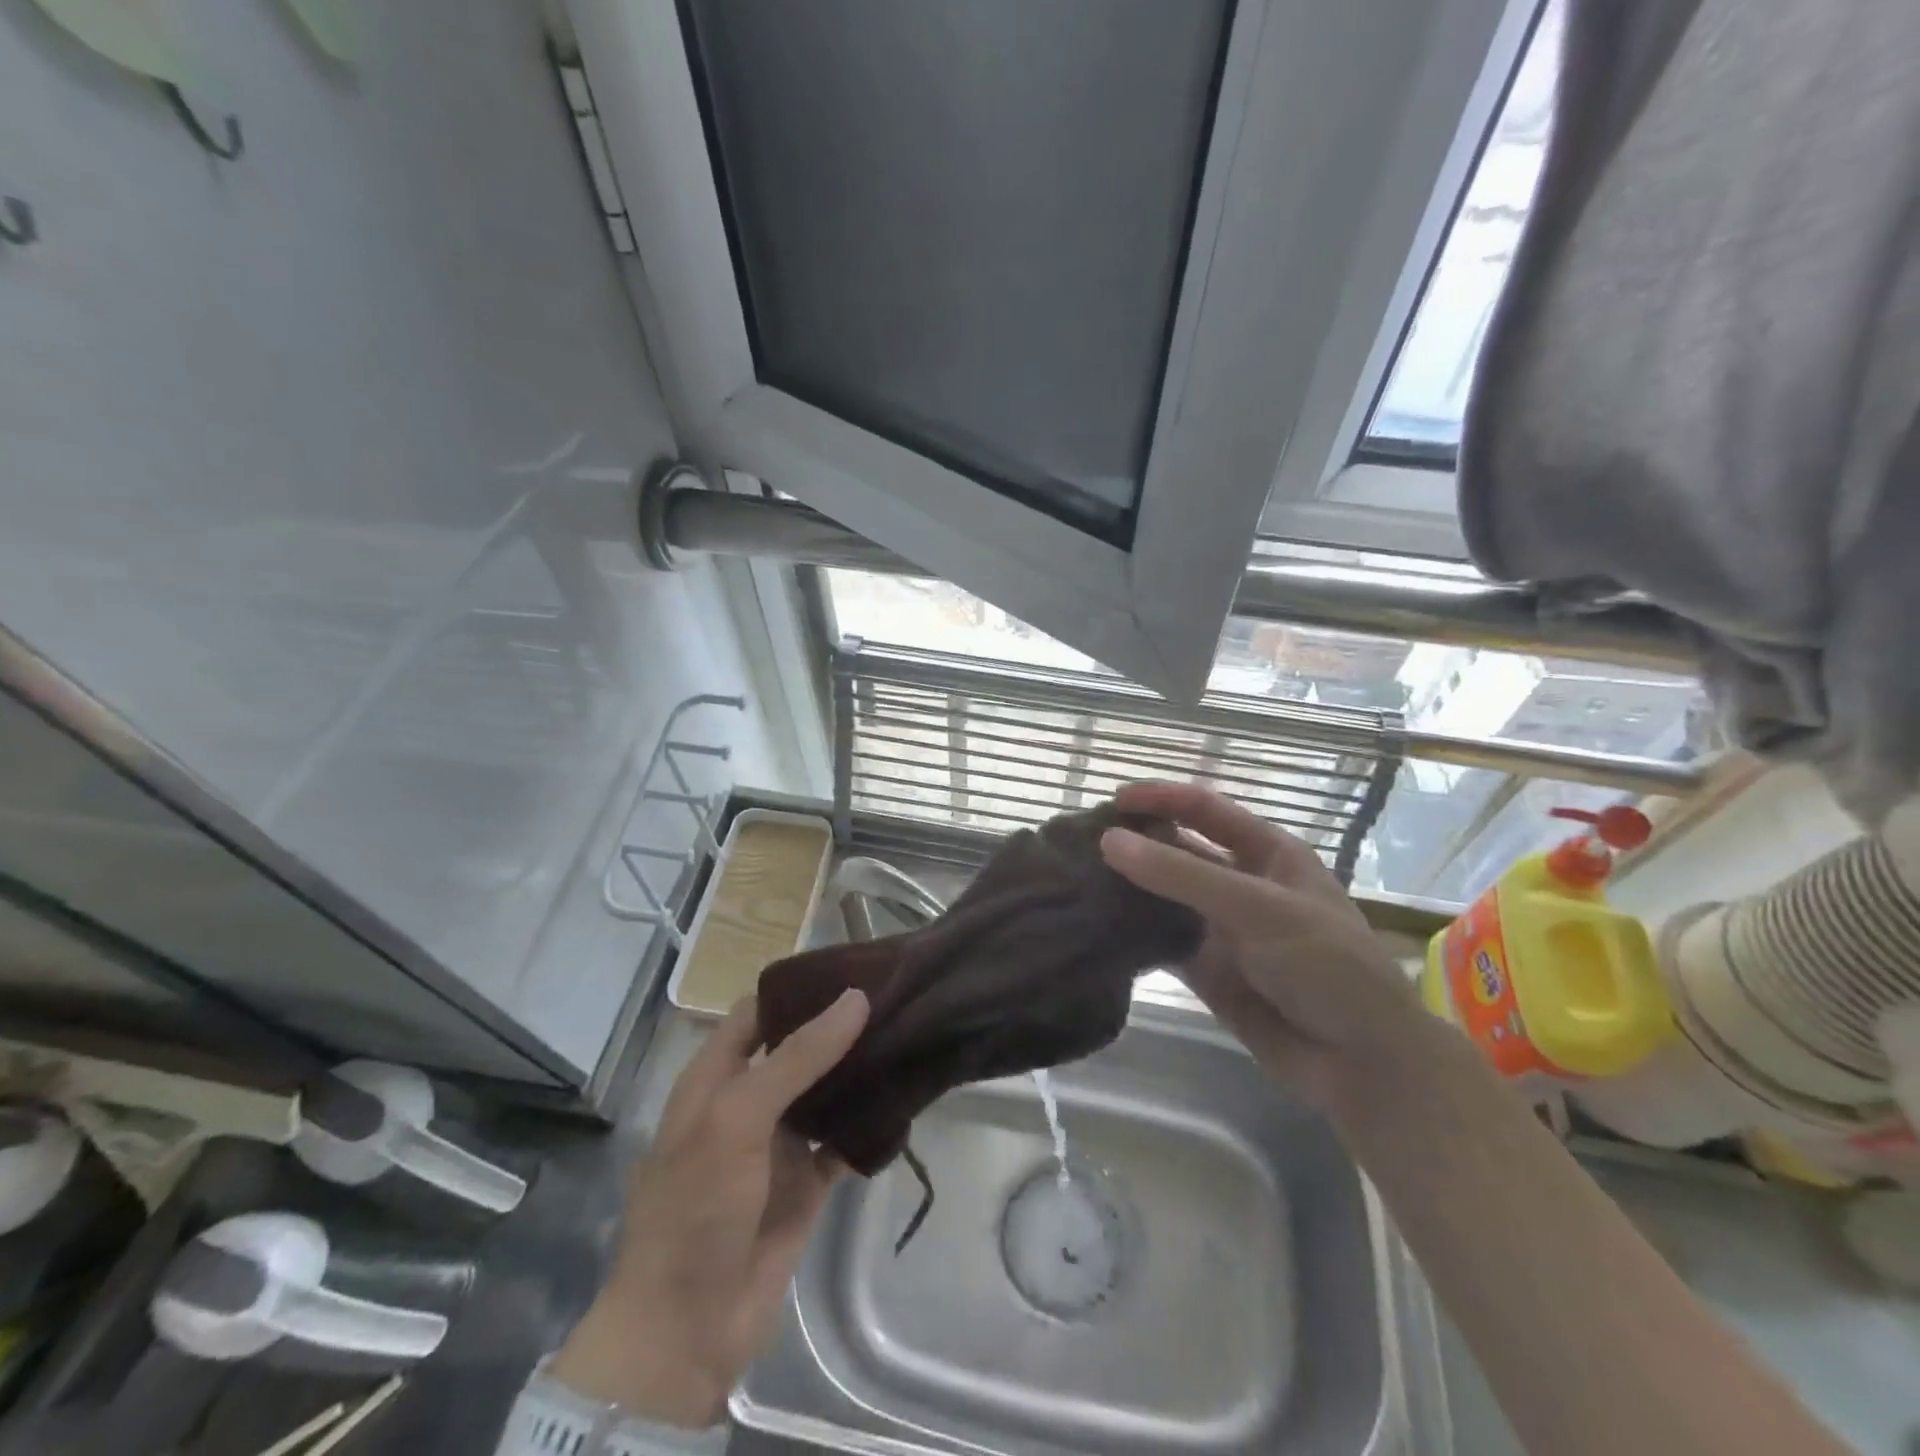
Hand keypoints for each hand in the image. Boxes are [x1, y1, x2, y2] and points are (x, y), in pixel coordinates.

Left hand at [550, 989, 868, 1427]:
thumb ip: (798, 1057)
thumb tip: (856, 998)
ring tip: (912, 1032)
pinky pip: (845, 1140)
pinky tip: (907, 1096)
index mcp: (717, 1076)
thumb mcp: (737, 1117)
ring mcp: (780, 1142)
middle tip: (897, 995)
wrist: (687, 1329)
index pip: (759, 1012)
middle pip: (800, 1048)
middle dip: (840, 1025)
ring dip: (861, 1068)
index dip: (799, 988)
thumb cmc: (697, 1206)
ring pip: (827, 1091)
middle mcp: (750, 1101)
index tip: (851, 965)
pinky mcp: (807, 1182)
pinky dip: (870, 1122)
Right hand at [1102, 782, 1430, 1118]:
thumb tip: (1109, 840)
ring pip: (1163, 896)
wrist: (1361, 1061)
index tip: (1112, 801)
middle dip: (1136, 843)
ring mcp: (1220, 927)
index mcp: (1266, 853)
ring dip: (1127, 887)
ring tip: (1075, 880)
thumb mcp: (1258, 908)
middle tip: (1079, 843)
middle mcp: (1239, 883)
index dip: (1161, 798)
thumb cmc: (1325, 966)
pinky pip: (1159, 941)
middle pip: (1178, 850)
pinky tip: (1094, 927)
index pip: (1204, 809)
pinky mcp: (1205, 969)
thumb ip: (1182, 875)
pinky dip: (1130, 933)